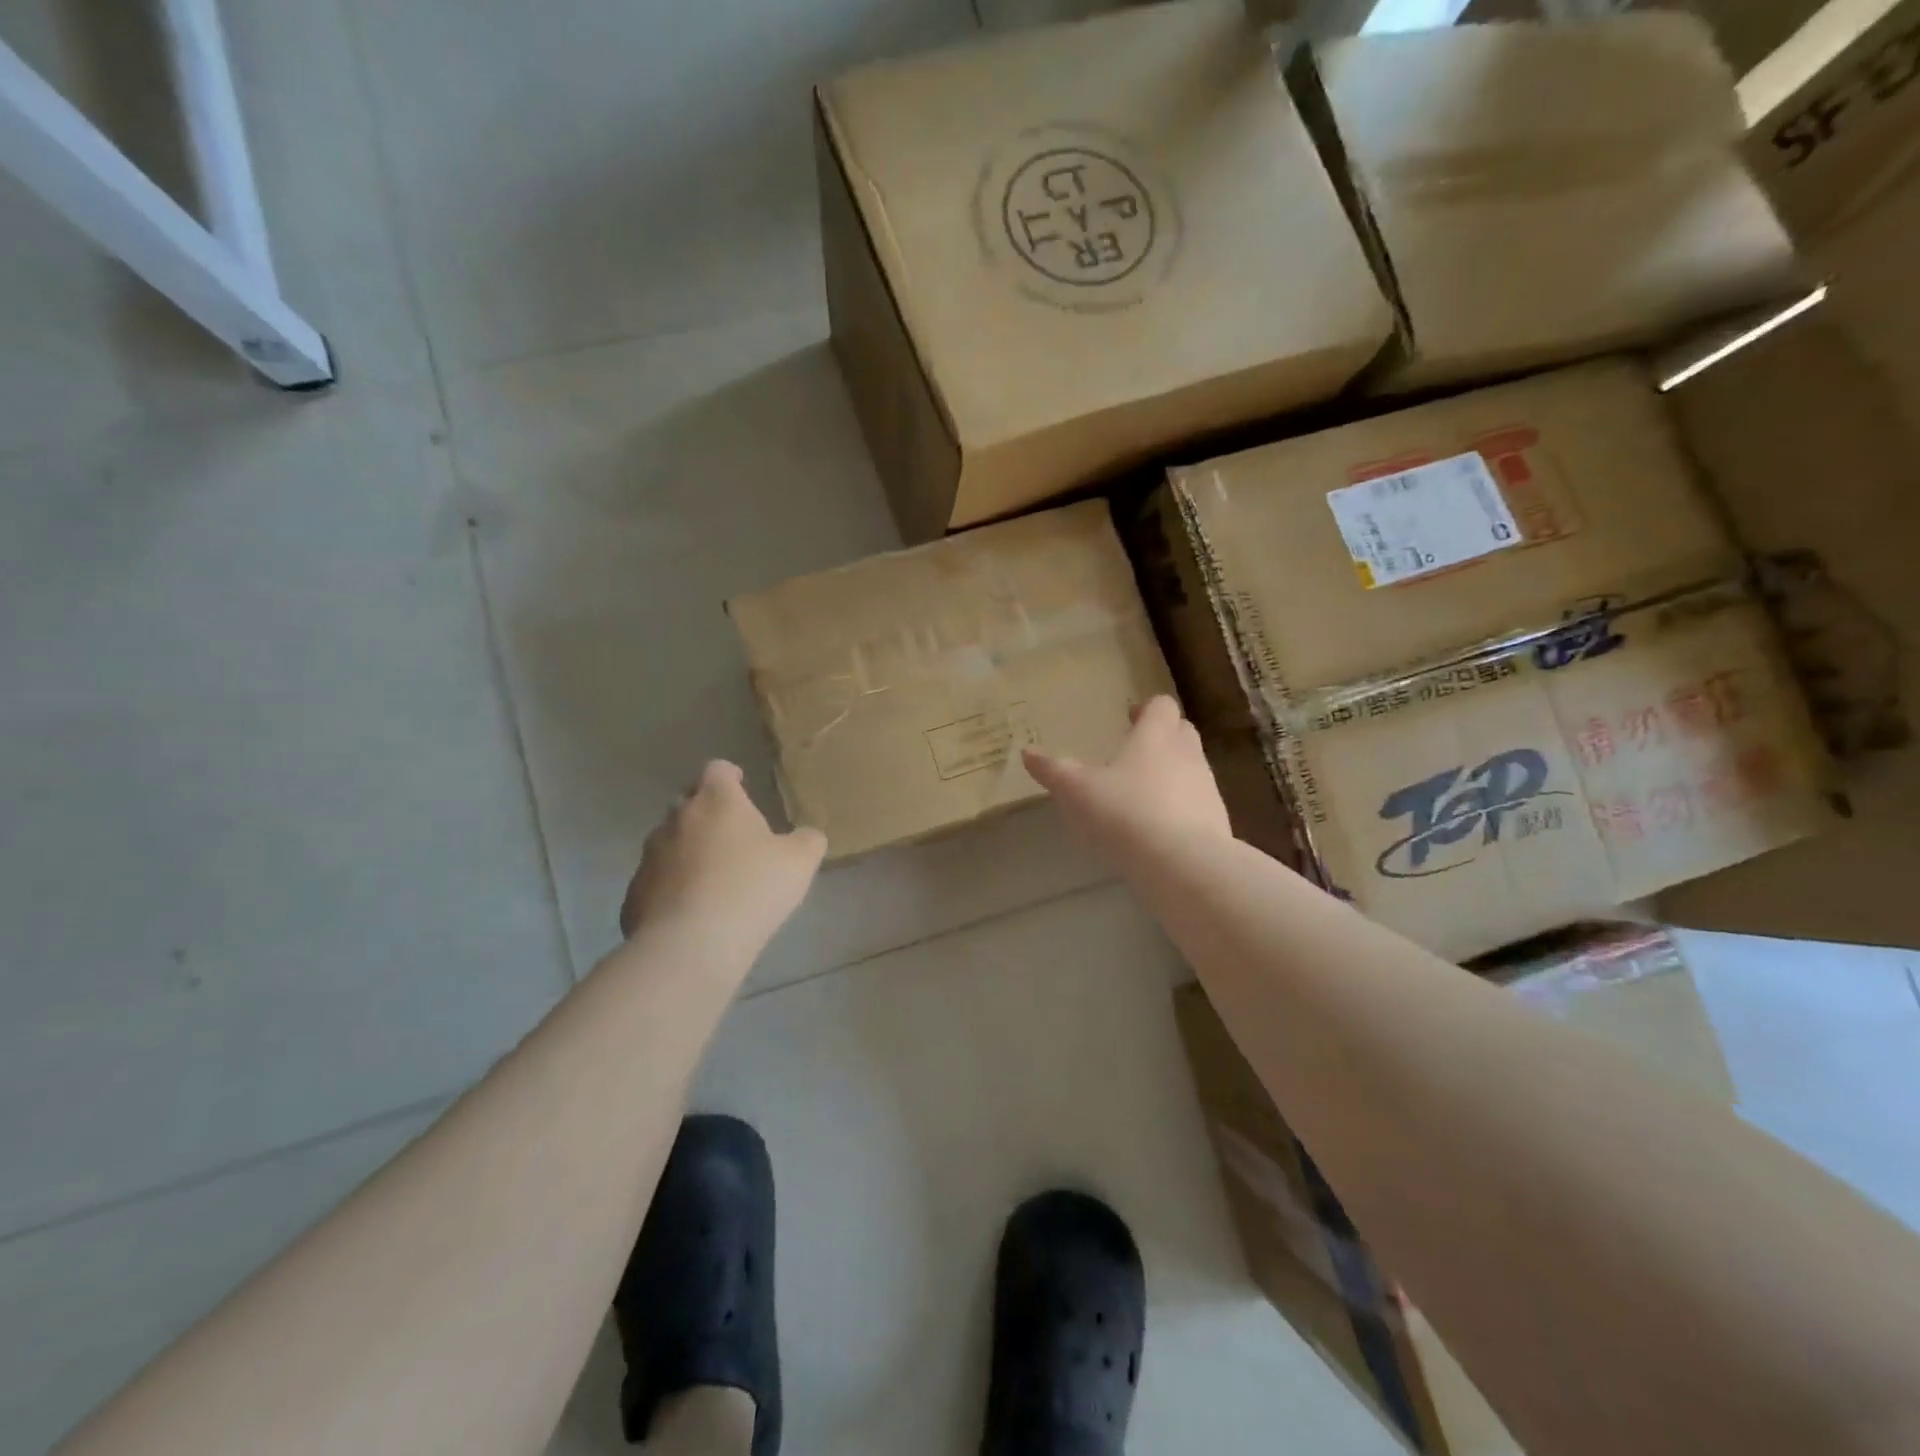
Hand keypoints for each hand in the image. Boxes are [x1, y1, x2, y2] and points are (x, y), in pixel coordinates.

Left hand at [620, 762, 826, 955]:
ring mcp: (650, 856)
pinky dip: (672, 887)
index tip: (742, 786)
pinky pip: (657, 880)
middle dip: (708, 813)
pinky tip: (692, 911)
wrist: (691, 944)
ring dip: (688, 850)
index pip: (717, 770)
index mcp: (716, 801)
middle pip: (689, 803)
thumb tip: (807, 836)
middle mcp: (677, 819)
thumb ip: (808, 841)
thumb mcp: (800, 862)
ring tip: (712, 876)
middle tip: (732, 835)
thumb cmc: (752, 889)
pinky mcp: (634, 893)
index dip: (730, 775)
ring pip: (669, 842)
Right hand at [1024, 696, 1231, 853]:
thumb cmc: (1125, 812)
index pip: (1161, 706)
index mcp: (1156, 736)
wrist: (1183, 864)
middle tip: (1136, 752)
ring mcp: (1207, 788)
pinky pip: (1198, 804)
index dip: (1146, 710)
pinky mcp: (1217, 821)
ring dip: (1173, 773)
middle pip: (1182, 732)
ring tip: (1144, 793)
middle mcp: (1187, 754)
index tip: (1130, 720)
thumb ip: (1054, 770)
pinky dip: (1182, 808)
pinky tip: (1160, 829)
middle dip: (1162, 737)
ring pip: (1192, 768)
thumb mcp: (1078, 791)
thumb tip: (1027, 752)